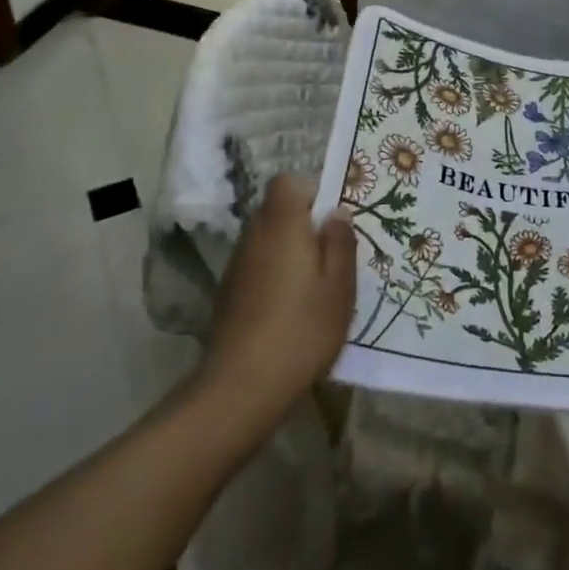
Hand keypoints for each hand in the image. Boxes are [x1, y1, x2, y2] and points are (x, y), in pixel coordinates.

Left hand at [198, 175, 356, 423]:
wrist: (242, 387)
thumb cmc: (302, 328)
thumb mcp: (339, 286)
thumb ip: (340, 242)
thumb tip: (336, 213)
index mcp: (282, 223)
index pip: (288, 182)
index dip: (312, 193)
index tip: (332, 222)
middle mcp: (254, 235)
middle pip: (278, 211)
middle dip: (304, 225)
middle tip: (332, 256)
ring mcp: (236, 265)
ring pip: (267, 240)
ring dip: (289, 252)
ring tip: (314, 287)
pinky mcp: (228, 293)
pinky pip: (257, 266)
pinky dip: (274, 275)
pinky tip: (290, 310)